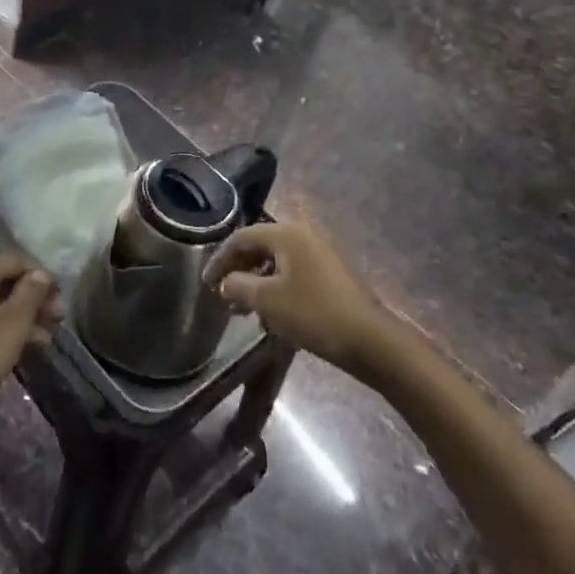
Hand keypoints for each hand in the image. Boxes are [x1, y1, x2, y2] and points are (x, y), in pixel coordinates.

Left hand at [0, 253, 61, 427]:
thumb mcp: (13, 323)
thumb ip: (31, 292)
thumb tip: (40, 274)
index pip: (15, 259)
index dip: (42, 275)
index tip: (61, 297)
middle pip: (3, 280)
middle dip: (33, 298)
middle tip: (57, 319)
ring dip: (20, 316)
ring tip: (44, 338)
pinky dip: (0, 327)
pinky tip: (17, 348)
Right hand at [204, 222, 398, 378]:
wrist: (368, 339)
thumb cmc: (312, 313)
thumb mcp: (266, 300)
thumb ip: (238, 285)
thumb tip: (225, 282)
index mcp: (286, 234)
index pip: (241, 238)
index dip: (219, 259)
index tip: (206, 284)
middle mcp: (302, 236)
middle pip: (259, 246)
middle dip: (238, 271)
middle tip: (223, 295)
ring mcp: (319, 254)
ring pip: (276, 262)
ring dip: (255, 282)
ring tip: (243, 309)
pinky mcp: (329, 274)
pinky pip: (292, 273)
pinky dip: (274, 288)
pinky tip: (270, 314)